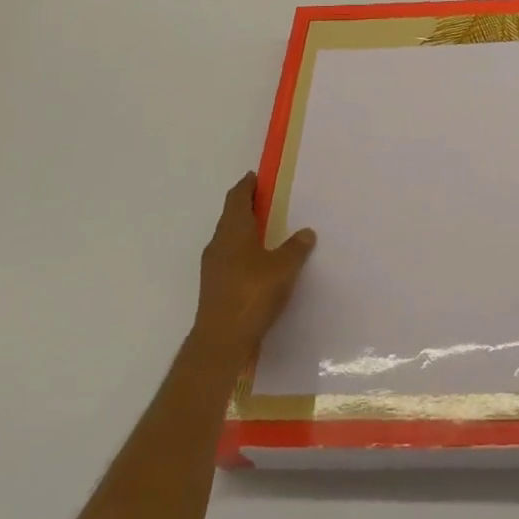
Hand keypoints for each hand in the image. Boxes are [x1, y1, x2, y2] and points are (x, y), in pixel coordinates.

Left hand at [190, 172, 316, 361]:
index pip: (237, 197)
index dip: (246, 185)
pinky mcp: (214, 287)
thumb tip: (305, 233)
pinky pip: (230, 258)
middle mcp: (219, 243)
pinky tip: (259, 262)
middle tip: (268, 200)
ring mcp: (213, 267)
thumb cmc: (252, 293)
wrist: (221, 340)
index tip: (256, 177)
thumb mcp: (283, 267)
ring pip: (229, 238)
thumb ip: (295, 248)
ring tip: (268, 230)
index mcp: (233, 230)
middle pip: (231, 216)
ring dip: (245, 230)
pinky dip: (243, 251)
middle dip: (247, 206)